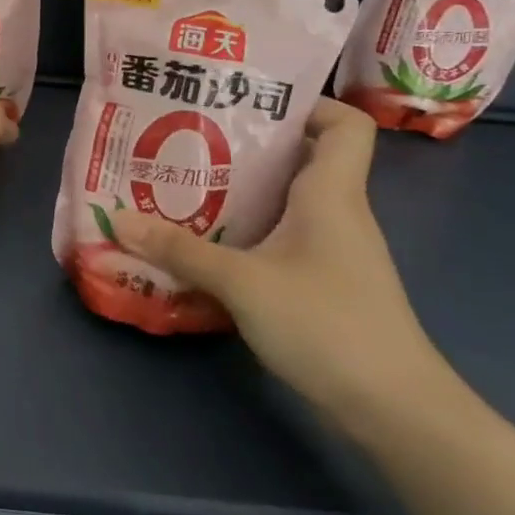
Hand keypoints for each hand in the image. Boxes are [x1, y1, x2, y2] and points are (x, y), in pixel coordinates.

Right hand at [112, 99, 457, 437]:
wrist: (396, 410)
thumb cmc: (328, 325)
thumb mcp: (242, 282)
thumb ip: (179, 249)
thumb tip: (118, 219)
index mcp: (332, 194)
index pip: (345, 125)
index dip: (309, 104)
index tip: (250, 103)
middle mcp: (338, 213)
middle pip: (304, 157)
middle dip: (249, 144)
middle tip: (191, 138)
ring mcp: (334, 250)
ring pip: (289, 199)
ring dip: (243, 189)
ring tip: (186, 183)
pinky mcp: (324, 282)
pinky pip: (284, 235)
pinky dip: (250, 228)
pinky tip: (209, 241)